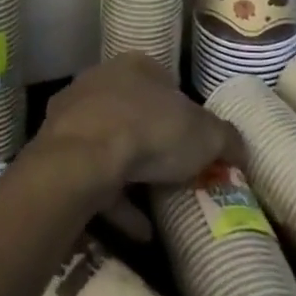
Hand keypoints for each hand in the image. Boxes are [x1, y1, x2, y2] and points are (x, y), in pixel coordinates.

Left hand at [33, 54, 245, 216]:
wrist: (81, 158)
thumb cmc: (149, 131)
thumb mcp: (205, 135)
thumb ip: (226, 138)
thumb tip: (240, 149)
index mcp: (137, 65)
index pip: (164, 82)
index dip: (182, 112)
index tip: (195, 143)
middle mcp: (102, 80)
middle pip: (134, 111)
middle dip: (153, 141)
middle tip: (176, 174)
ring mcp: (75, 113)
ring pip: (110, 142)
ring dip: (131, 175)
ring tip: (158, 210)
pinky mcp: (55, 148)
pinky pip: (92, 175)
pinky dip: (114, 201)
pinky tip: (137, 230)